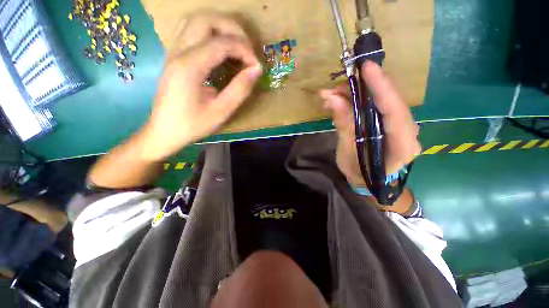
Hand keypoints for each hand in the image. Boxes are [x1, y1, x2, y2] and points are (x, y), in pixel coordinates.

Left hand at [140, 13, 261, 160]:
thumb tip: (256, 69)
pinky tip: (221, 51)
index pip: (222, 42)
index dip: (245, 50)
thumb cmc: (193, 125)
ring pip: (197, 21)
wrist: (164, 131)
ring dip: (221, 28)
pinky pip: (192, 32)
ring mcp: (174, 52)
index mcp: (190, 66)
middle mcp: (179, 52)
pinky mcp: (175, 57)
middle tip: (247, 50)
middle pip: (206, 19)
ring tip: (237, 47)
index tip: (256, 66)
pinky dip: (211, 34)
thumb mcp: (221, 111)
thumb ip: (240, 89)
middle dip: (233, 29)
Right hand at [320, 62, 420, 186]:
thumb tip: (332, 98)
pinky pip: (376, 106)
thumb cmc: (359, 173)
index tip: (366, 68)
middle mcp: (408, 132)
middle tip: (338, 86)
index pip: (395, 111)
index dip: (381, 87)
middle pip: (390, 101)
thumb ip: (343, 125)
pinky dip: (357, 101)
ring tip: (332, 94)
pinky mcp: (390, 123)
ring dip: (357, 94)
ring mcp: (400, 126)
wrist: (368, 182)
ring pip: (382, 101)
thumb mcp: (347, 152)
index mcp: (402, 145)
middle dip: (365, 88)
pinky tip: (339, 101)